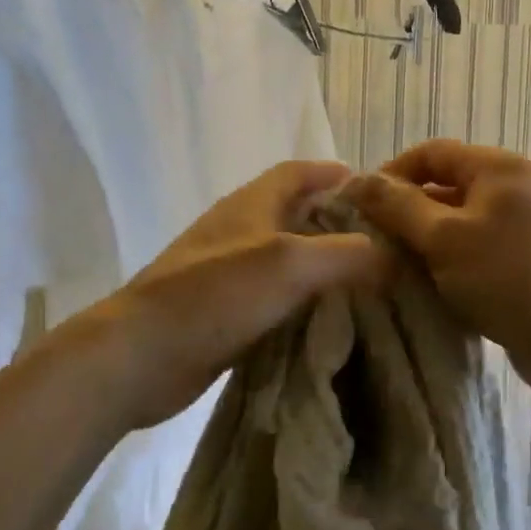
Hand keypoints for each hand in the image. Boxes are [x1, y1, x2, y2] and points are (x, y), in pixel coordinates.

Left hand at [90, 160, 388, 431]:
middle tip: (381, 241)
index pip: (296, 172)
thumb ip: (344, 254)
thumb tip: (391, 255)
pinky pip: (273, 297)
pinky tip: (328, 319)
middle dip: (334, 221)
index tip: (374, 186)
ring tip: (366, 280)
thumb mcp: (289, 264)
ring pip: (285, 258)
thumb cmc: (214, 295)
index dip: (331, 173)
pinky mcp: (223, 313)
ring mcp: (227, 274)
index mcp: (250, 205)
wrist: (139, 356)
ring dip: (320, 263)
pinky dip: (301, 300)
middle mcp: (238, 232)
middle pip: (293, 214)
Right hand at [348, 140, 530, 402]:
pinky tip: (427, 288)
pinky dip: (447, 264)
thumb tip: (356, 180)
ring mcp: (519, 227)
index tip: (360, 208)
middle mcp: (511, 188)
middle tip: (372, 243)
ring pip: (456, 223)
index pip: (430, 153)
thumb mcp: (444, 239)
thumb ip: (398, 206)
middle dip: (405, 211)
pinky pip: (472, 251)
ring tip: (393, 268)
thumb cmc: (509, 279)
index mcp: (496, 168)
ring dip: (423, 241)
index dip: (391, 174)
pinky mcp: (521, 262)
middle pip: (443, 187)